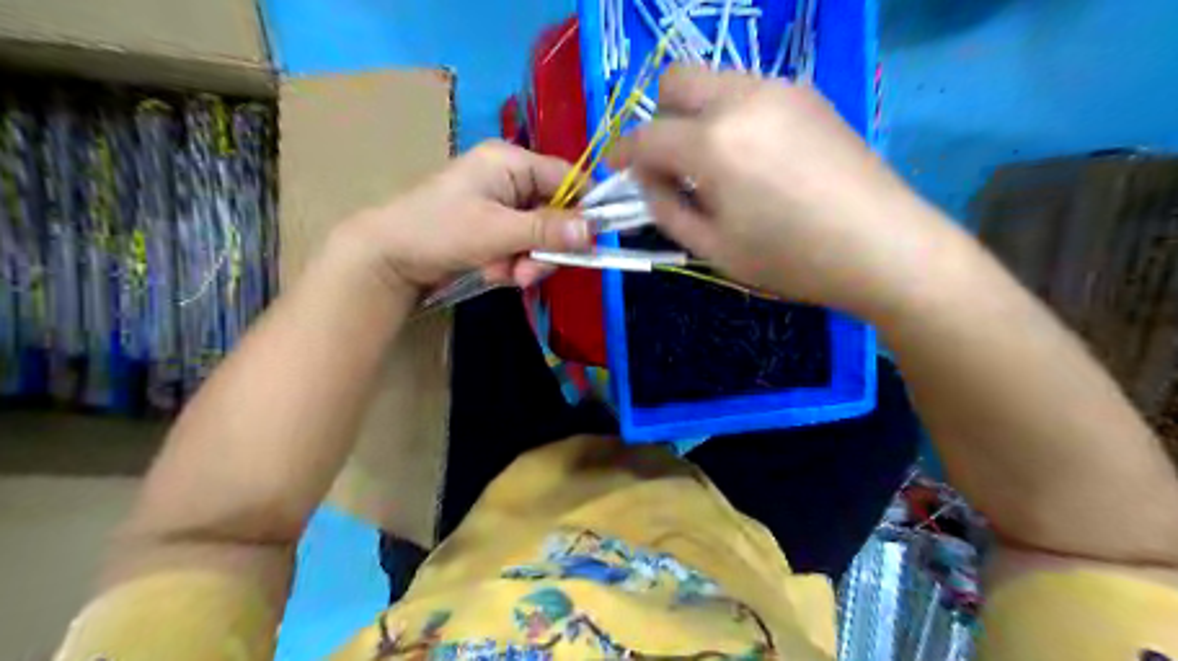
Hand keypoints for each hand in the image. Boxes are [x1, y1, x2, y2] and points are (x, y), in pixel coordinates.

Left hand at [347, 141, 594, 290]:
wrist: (387, 257)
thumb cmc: (439, 230)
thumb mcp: (497, 231)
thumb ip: (547, 230)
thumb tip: (595, 230)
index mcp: (510, 162)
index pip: (567, 177)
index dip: (585, 207)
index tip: (594, 240)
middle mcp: (510, 179)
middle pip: (555, 212)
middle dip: (545, 247)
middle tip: (528, 272)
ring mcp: (501, 205)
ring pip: (539, 235)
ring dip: (528, 260)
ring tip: (504, 274)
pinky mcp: (493, 228)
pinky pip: (521, 246)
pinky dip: (512, 263)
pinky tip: (492, 272)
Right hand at [613, 67, 959, 313]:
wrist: (884, 246)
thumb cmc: (792, 259)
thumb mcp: (714, 249)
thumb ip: (667, 209)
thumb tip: (649, 180)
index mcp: (713, 143)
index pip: (646, 135)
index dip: (621, 153)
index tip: (613, 170)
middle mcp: (742, 98)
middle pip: (675, 80)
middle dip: (658, 118)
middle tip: (668, 163)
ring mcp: (780, 89)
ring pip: (714, 80)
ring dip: (696, 115)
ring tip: (714, 165)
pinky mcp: (808, 94)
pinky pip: (749, 91)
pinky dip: (732, 115)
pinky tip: (753, 157)